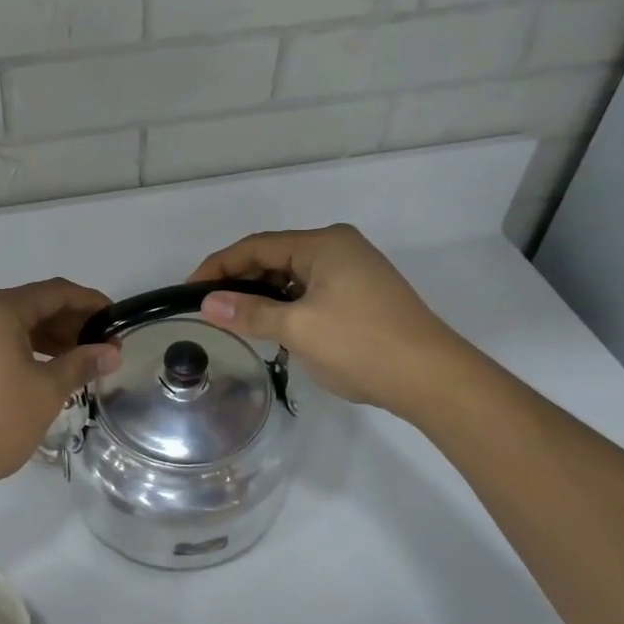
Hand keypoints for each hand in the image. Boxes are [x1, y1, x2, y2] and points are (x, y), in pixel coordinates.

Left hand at [0, 279, 119, 500]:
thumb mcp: (46, 392)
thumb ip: (81, 365)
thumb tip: (111, 352)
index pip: (55, 292)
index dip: (90, 303)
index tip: (116, 320)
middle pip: (32, 305)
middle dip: (70, 324)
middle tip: (101, 348)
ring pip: (12, 325)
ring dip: (47, 339)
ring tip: (77, 363)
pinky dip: (21, 350)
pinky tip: (41, 372)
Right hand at [190, 224, 467, 411]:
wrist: (433, 379)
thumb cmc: (361, 346)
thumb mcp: (298, 329)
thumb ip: (250, 313)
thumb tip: (207, 303)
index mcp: (324, 244)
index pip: (257, 246)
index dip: (219, 266)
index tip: (190, 291)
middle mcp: (340, 247)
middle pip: (275, 257)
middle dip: (241, 281)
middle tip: (212, 310)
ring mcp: (355, 271)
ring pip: (293, 277)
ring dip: (265, 297)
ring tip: (239, 322)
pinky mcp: (363, 295)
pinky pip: (312, 291)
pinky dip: (288, 306)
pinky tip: (276, 330)